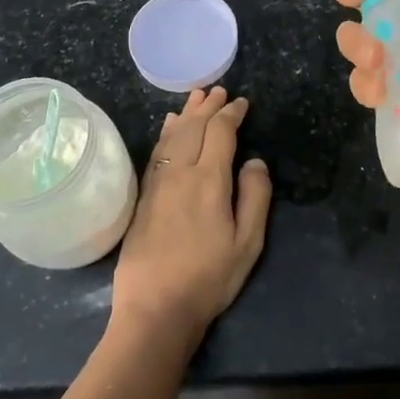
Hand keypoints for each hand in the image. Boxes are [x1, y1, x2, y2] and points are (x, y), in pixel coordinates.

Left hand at [111, 87, 271, 348]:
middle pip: (194, 127)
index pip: (220, 133)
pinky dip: (166, 133)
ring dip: (187, 114)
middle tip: (219, 91)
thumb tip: (255, 161)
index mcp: (209, 180)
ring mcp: (158, 183)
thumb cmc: (209, 278)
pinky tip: (169, 127)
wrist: (155, 307)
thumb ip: (255, 197)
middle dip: (208, 106)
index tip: (242, 103)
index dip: (232, 114)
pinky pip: (157, 152)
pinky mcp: (144, 196)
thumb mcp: (247, 243)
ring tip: (196, 98)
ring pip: (172, 136)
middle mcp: (180, 172)